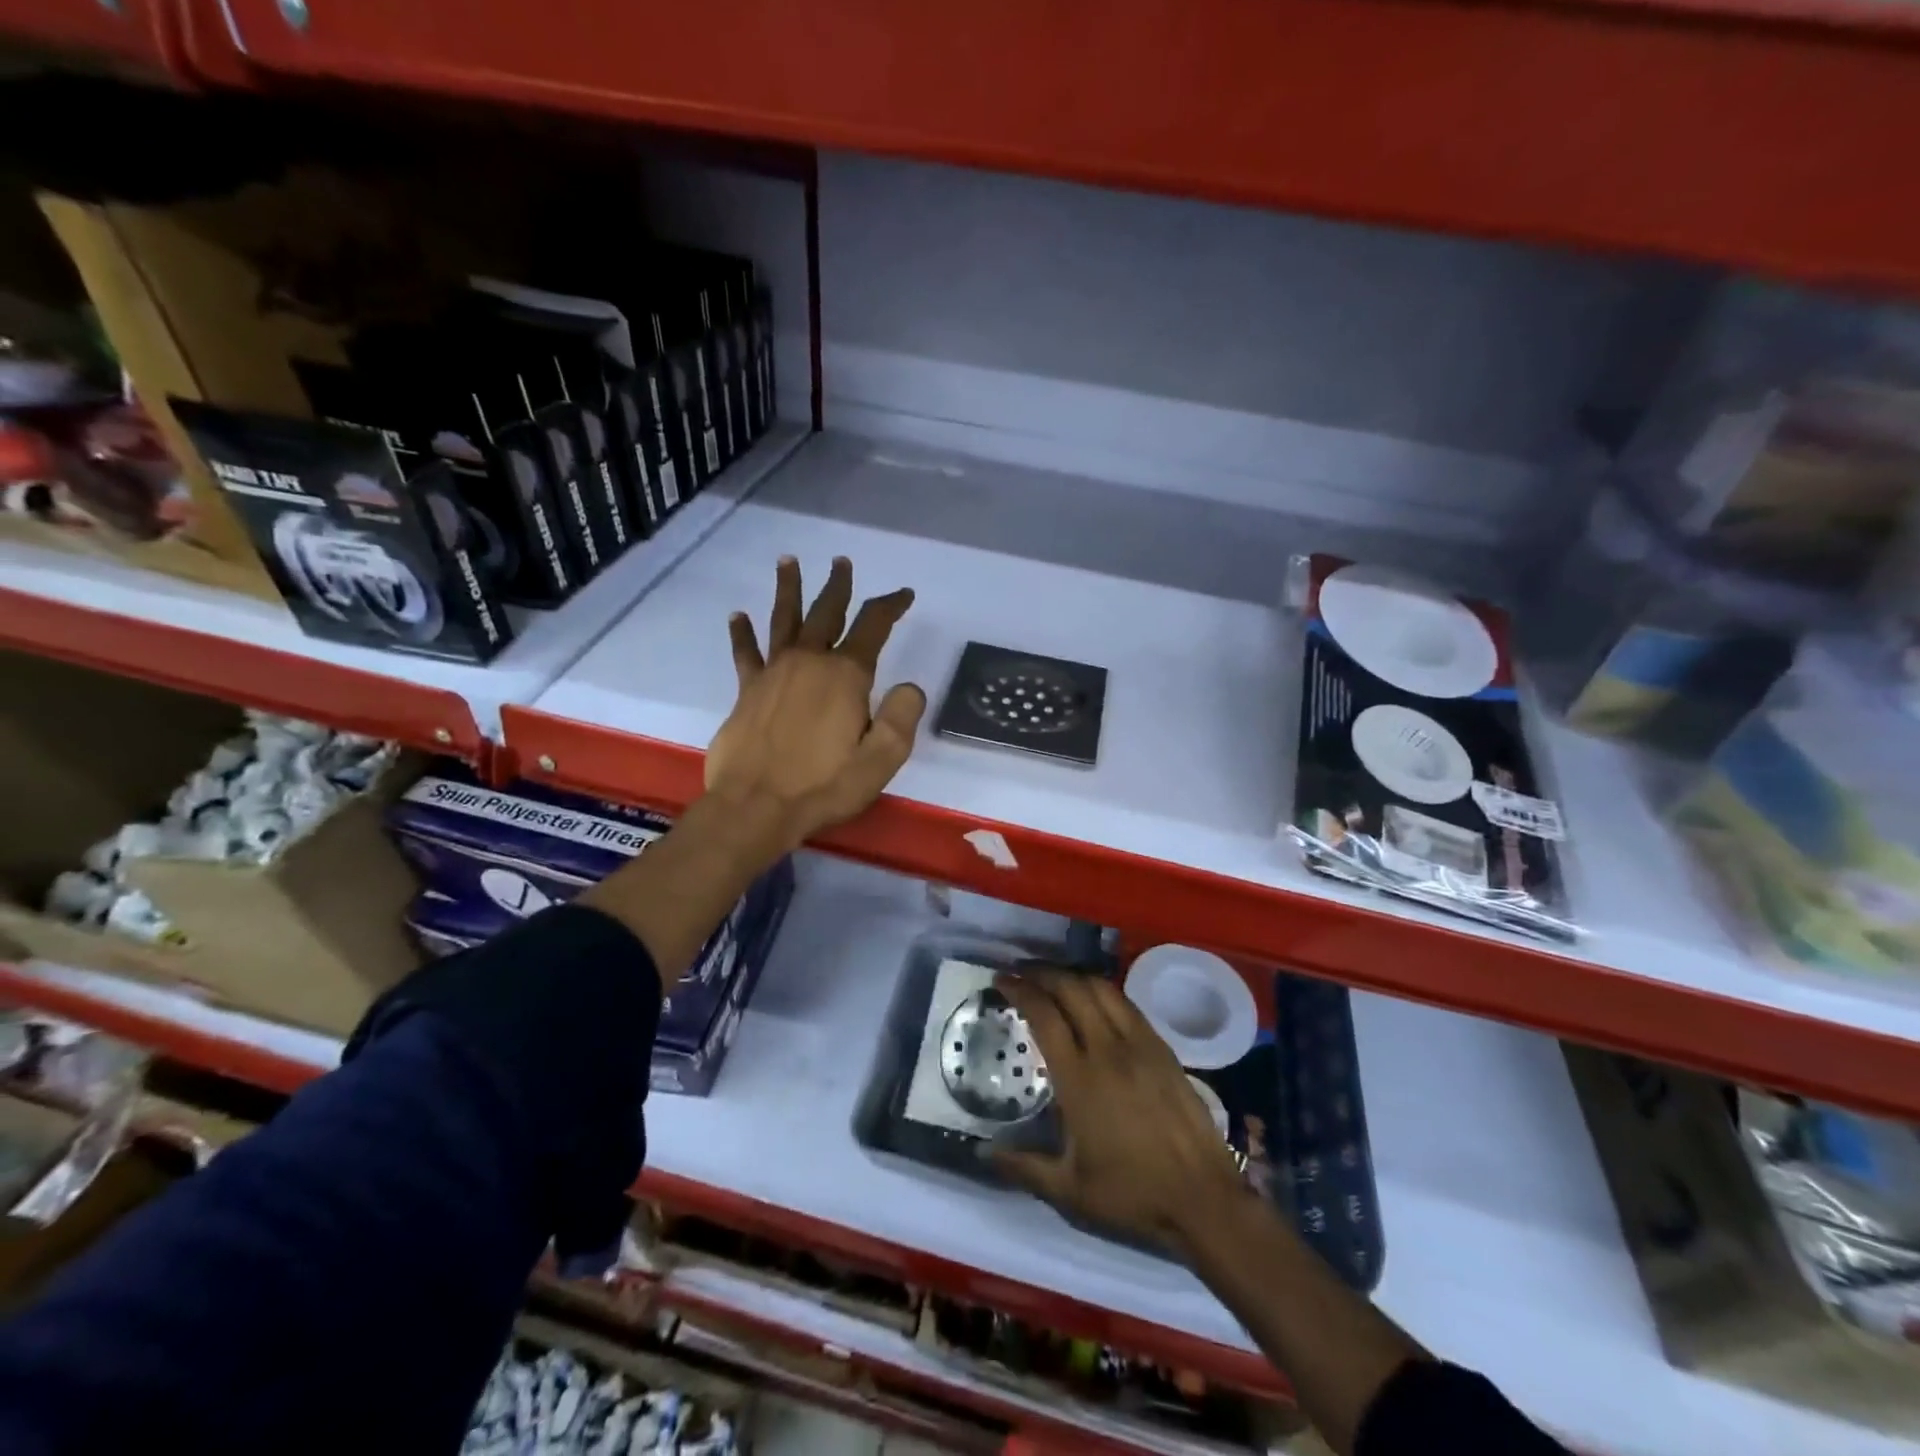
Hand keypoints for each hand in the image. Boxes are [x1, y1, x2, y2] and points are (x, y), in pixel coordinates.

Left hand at [705, 555, 924, 851]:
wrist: (756, 806)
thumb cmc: (824, 785)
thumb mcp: (881, 759)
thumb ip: (902, 718)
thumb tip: (909, 687)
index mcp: (845, 675)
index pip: (873, 626)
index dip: (890, 605)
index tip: (903, 594)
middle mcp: (809, 662)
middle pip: (826, 612)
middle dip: (838, 586)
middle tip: (841, 563)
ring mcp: (774, 673)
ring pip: (783, 620)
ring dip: (788, 590)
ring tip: (788, 561)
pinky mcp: (748, 691)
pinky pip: (746, 653)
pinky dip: (742, 633)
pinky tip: (737, 615)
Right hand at [992, 970, 1250, 1256]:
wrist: (1203, 1198)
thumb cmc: (1132, 1194)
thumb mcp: (1069, 1191)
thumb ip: (1022, 1166)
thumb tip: (982, 1152)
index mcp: (1080, 1078)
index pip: (1044, 1015)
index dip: (1020, 991)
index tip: (1001, 981)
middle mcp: (1108, 1049)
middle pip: (1072, 989)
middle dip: (1042, 973)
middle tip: (1021, 972)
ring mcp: (1140, 1044)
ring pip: (1102, 989)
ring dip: (1072, 976)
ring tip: (1054, 978)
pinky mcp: (1163, 1047)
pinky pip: (1126, 1003)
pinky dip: (1102, 990)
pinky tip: (1094, 999)